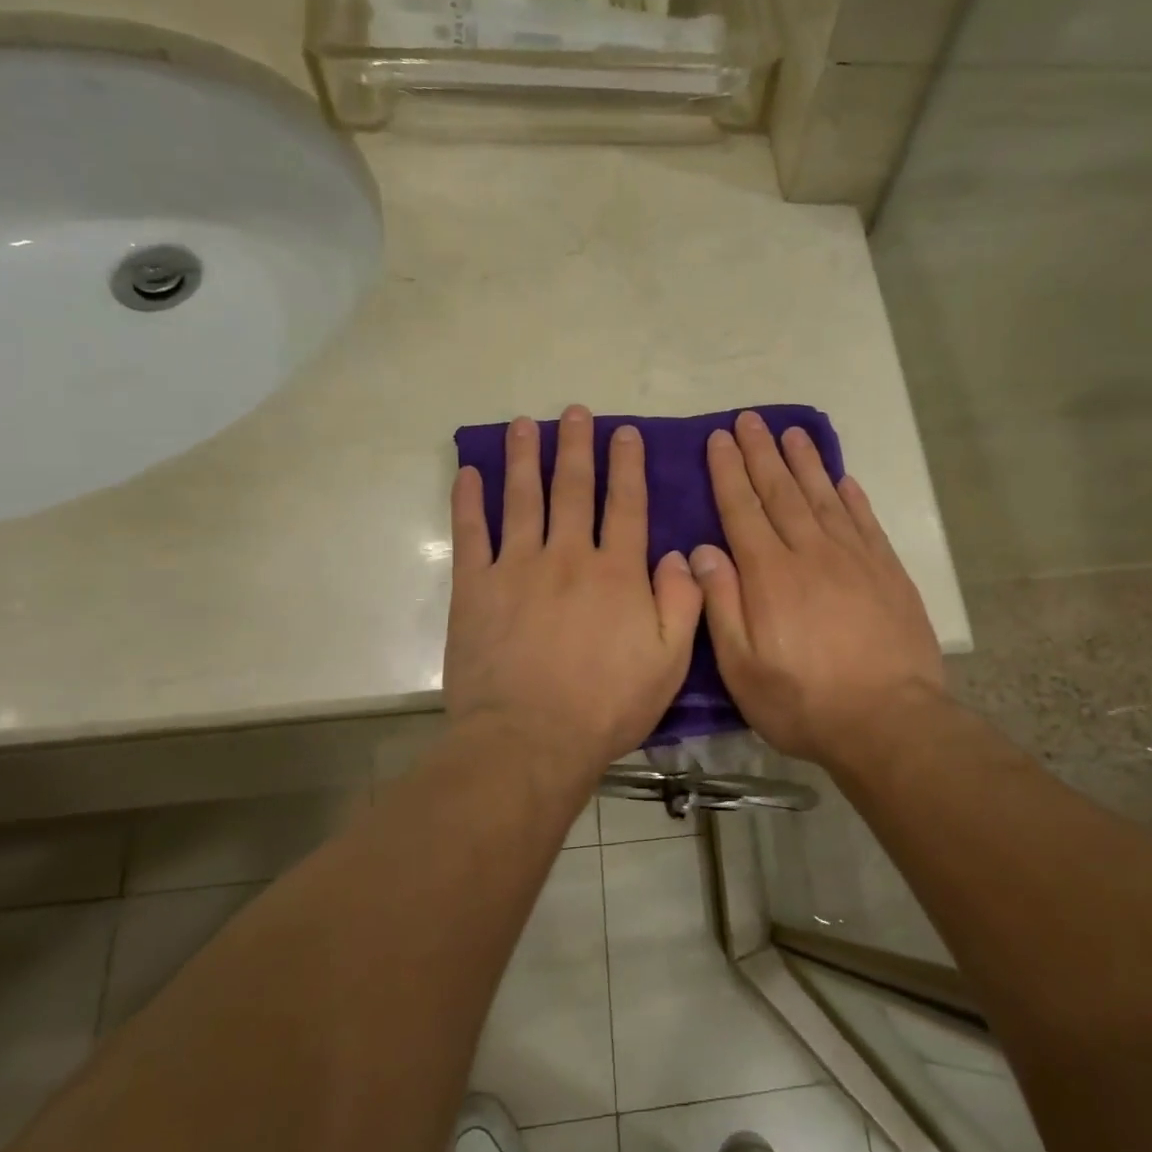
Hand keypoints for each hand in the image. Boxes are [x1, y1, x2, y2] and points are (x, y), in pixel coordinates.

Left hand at [445, 405, 703, 776]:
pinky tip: (468, 472)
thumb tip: (682, 555)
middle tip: (575, 411)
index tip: (625, 433)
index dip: (627, 465)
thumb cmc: (607, 705)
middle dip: (577, 446)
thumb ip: (683, 602)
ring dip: (525, 457)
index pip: (626, 505)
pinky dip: (468, 500)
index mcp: (616, 572)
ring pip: (522, 498)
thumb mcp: (669, 661)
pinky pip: (471, 533)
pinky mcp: (476, 587)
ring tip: (525, 424)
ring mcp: (517, 567)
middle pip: (573, 489)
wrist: (530, 739)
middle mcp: (568, 556)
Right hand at [690, 412, 945, 767]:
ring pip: (823, 497)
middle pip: (781, 492)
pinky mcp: (887, 572)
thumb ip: (721, 604)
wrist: (888, 721)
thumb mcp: (742, 667)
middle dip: (762, 453)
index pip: (742, 509)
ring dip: (805, 462)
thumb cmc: (803, 701)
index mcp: (769, 575)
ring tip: (792, 432)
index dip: (728, 471)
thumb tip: (702, 551)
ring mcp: (854, 559)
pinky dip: (851, 496)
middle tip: (750, 419)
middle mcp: (810, 553)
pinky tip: (842, 478)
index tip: (719, 438)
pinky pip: (864, 521)